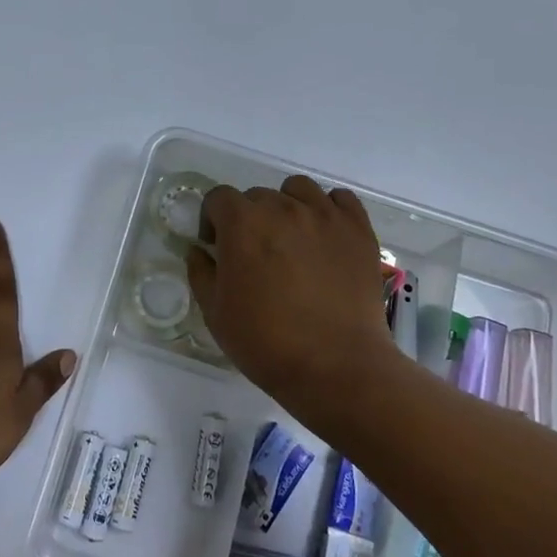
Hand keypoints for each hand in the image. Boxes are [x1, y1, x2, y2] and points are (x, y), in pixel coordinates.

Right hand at [186, 176, 397, 419]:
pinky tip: (325, 235)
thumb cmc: (266, 343)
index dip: (213, 220)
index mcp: (242, 223)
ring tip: (292, 239)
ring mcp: (324, 215)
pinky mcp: (357, 229)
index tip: (217, 247)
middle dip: (249, 219)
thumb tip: (199, 250)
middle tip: (256, 254)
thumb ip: (201, 273)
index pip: (219, 198)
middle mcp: (282, 207)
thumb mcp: (215, 313)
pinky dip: (329, 209)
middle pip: (257, 196)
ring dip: (288, 206)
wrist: (336, 366)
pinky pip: (341, 199)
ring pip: (298, 189)